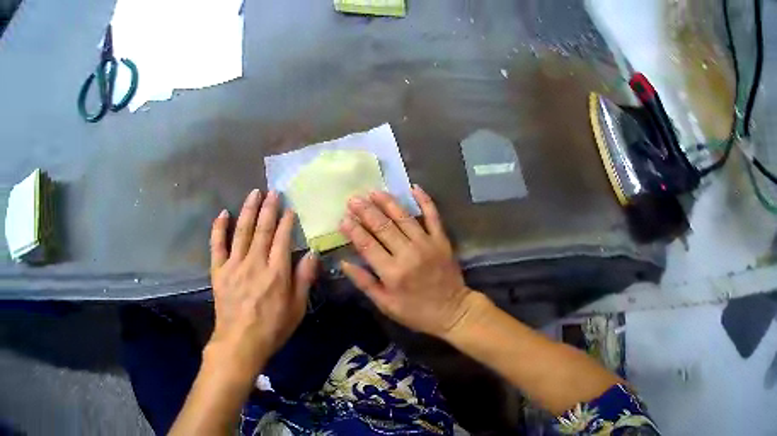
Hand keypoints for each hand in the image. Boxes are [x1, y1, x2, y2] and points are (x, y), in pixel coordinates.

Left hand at [207, 189, 317, 378]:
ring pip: (242, 231)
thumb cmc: (272, 328)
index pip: (282, 238)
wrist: (240, 343)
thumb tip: (313, 253)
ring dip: (248, 210)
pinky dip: (219, 228)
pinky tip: (223, 213)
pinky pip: (217, 245)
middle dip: (269, 208)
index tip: (289, 208)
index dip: (286, 221)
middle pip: (263, 229)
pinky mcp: (219, 270)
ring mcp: (234, 264)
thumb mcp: (297, 308)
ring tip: (254, 193)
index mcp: (277, 271)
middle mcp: (255, 262)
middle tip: (273, 192)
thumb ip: (304, 279)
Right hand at [339, 186, 474, 337]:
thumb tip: (344, 263)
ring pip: (404, 217)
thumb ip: (364, 282)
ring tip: (374, 191)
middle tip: (353, 199)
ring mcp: (426, 244)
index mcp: (392, 272)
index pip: (367, 244)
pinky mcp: (441, 240)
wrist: (453, 311)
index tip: (343, 218)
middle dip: (365, 211)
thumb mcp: (385, 305)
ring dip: (387, 202)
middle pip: (382, 227)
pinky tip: (414, 188)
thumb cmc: (416, 312)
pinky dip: (425, 201)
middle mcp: (408, 253)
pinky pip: (433, 216)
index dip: (353, 230)